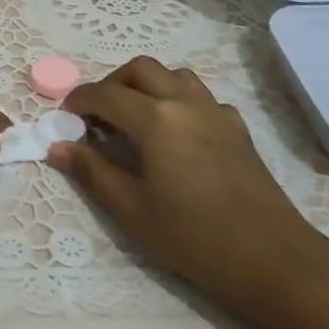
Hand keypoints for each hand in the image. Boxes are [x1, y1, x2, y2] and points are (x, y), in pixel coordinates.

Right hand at [47, 57, 326, 312]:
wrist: (271, 259)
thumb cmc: (192, 237)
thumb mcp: (131, 210)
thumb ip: (91, 172)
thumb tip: (57, 146)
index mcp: (155, 119)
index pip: (106, 94)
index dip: (79, 100)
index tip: (65, 116)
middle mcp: (185, 102)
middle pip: (141, 69)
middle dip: (112, 84)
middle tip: (98, 115)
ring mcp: (216, 112)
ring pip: (175, 76)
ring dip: (148, 85)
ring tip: (135, 118)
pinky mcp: (238, 128)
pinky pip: (202, 98)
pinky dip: (179, 102)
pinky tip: (177, 134)